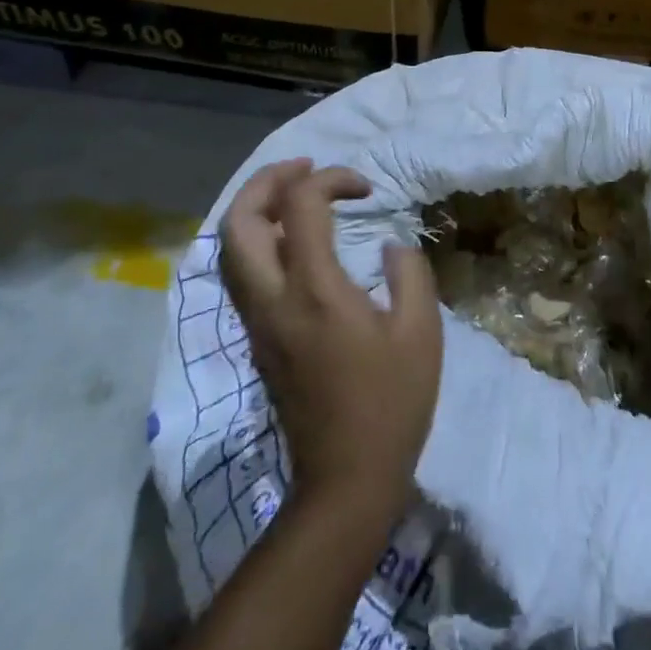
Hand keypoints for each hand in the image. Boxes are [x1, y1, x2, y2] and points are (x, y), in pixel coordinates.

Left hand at [218, 158, 442, 524]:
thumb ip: (409, 274)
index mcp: (314, 290)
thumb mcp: (420, 332)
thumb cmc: (390, 404)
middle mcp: (274, 299)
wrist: (344, 481)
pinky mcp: (258, 340)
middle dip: (266, 181)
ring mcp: (258, 322)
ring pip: (230, 249)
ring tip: (295, 195)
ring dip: (256, 208)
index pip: (300, 206)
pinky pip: (242, 273)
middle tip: (305, 168)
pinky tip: (292, 240)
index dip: (330, 179)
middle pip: (239, 222)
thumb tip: (390, 248)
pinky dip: (258, 239)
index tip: (365, 190)